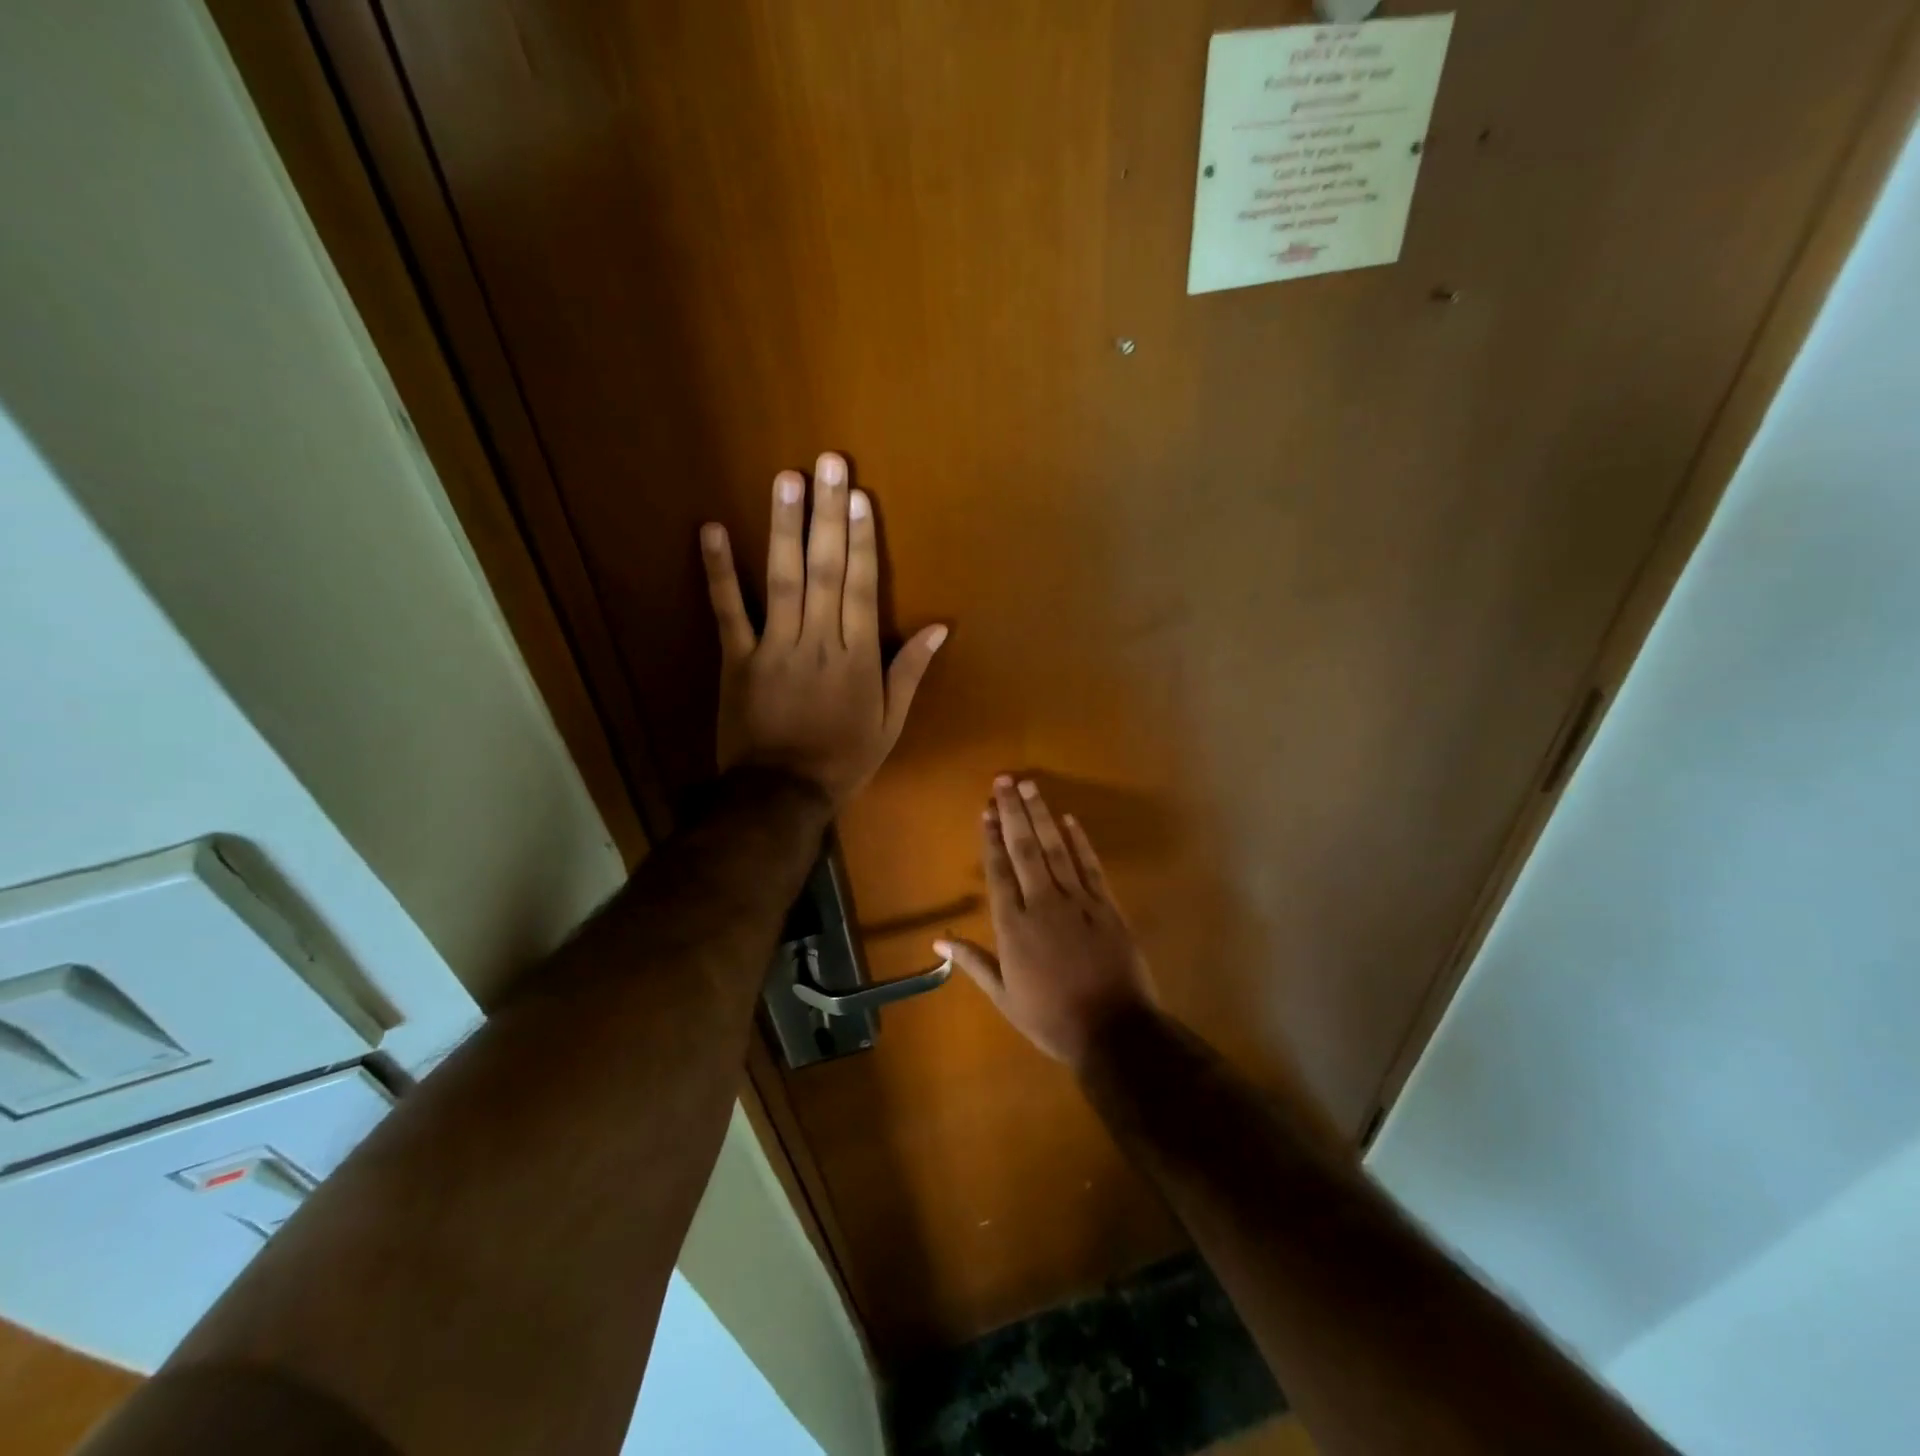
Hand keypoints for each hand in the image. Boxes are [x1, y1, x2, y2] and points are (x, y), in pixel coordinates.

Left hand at [701, 453, 945, 808]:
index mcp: (857, 658)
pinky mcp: (737, 658)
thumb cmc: (843, 760)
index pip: (863, 588)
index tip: (860, 497)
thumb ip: (910, 672)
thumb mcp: (890, 723)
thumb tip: (940, 628)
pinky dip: (719, 572)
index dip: (862, 541)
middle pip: (825, 571)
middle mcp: (818, 642)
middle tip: (829, 463)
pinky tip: (712, 530)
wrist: (781, 794)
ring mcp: (774, 647)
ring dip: (783, 528)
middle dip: (828, 515)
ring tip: (786, 479)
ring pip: (781, 580)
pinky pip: (728, 612)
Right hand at [939, 777, 1156, 1067]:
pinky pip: (1090, 866)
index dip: (991, 838)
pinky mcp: (1106, 906)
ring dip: (1041, 816)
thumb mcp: (1004, 996)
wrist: (1113, 1031)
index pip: (998, 871)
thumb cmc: (1051, 1018)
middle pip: (1024, 849)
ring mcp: (1077, 901)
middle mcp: (1042, 903)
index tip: (986, 810)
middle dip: (1013, 812)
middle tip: (1005, 780)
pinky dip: (1080, 842)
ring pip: (1055, 849)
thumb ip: (974, 961)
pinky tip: (1070, 820)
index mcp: (1014, 926)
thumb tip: (938, 940)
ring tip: (1030, 787)